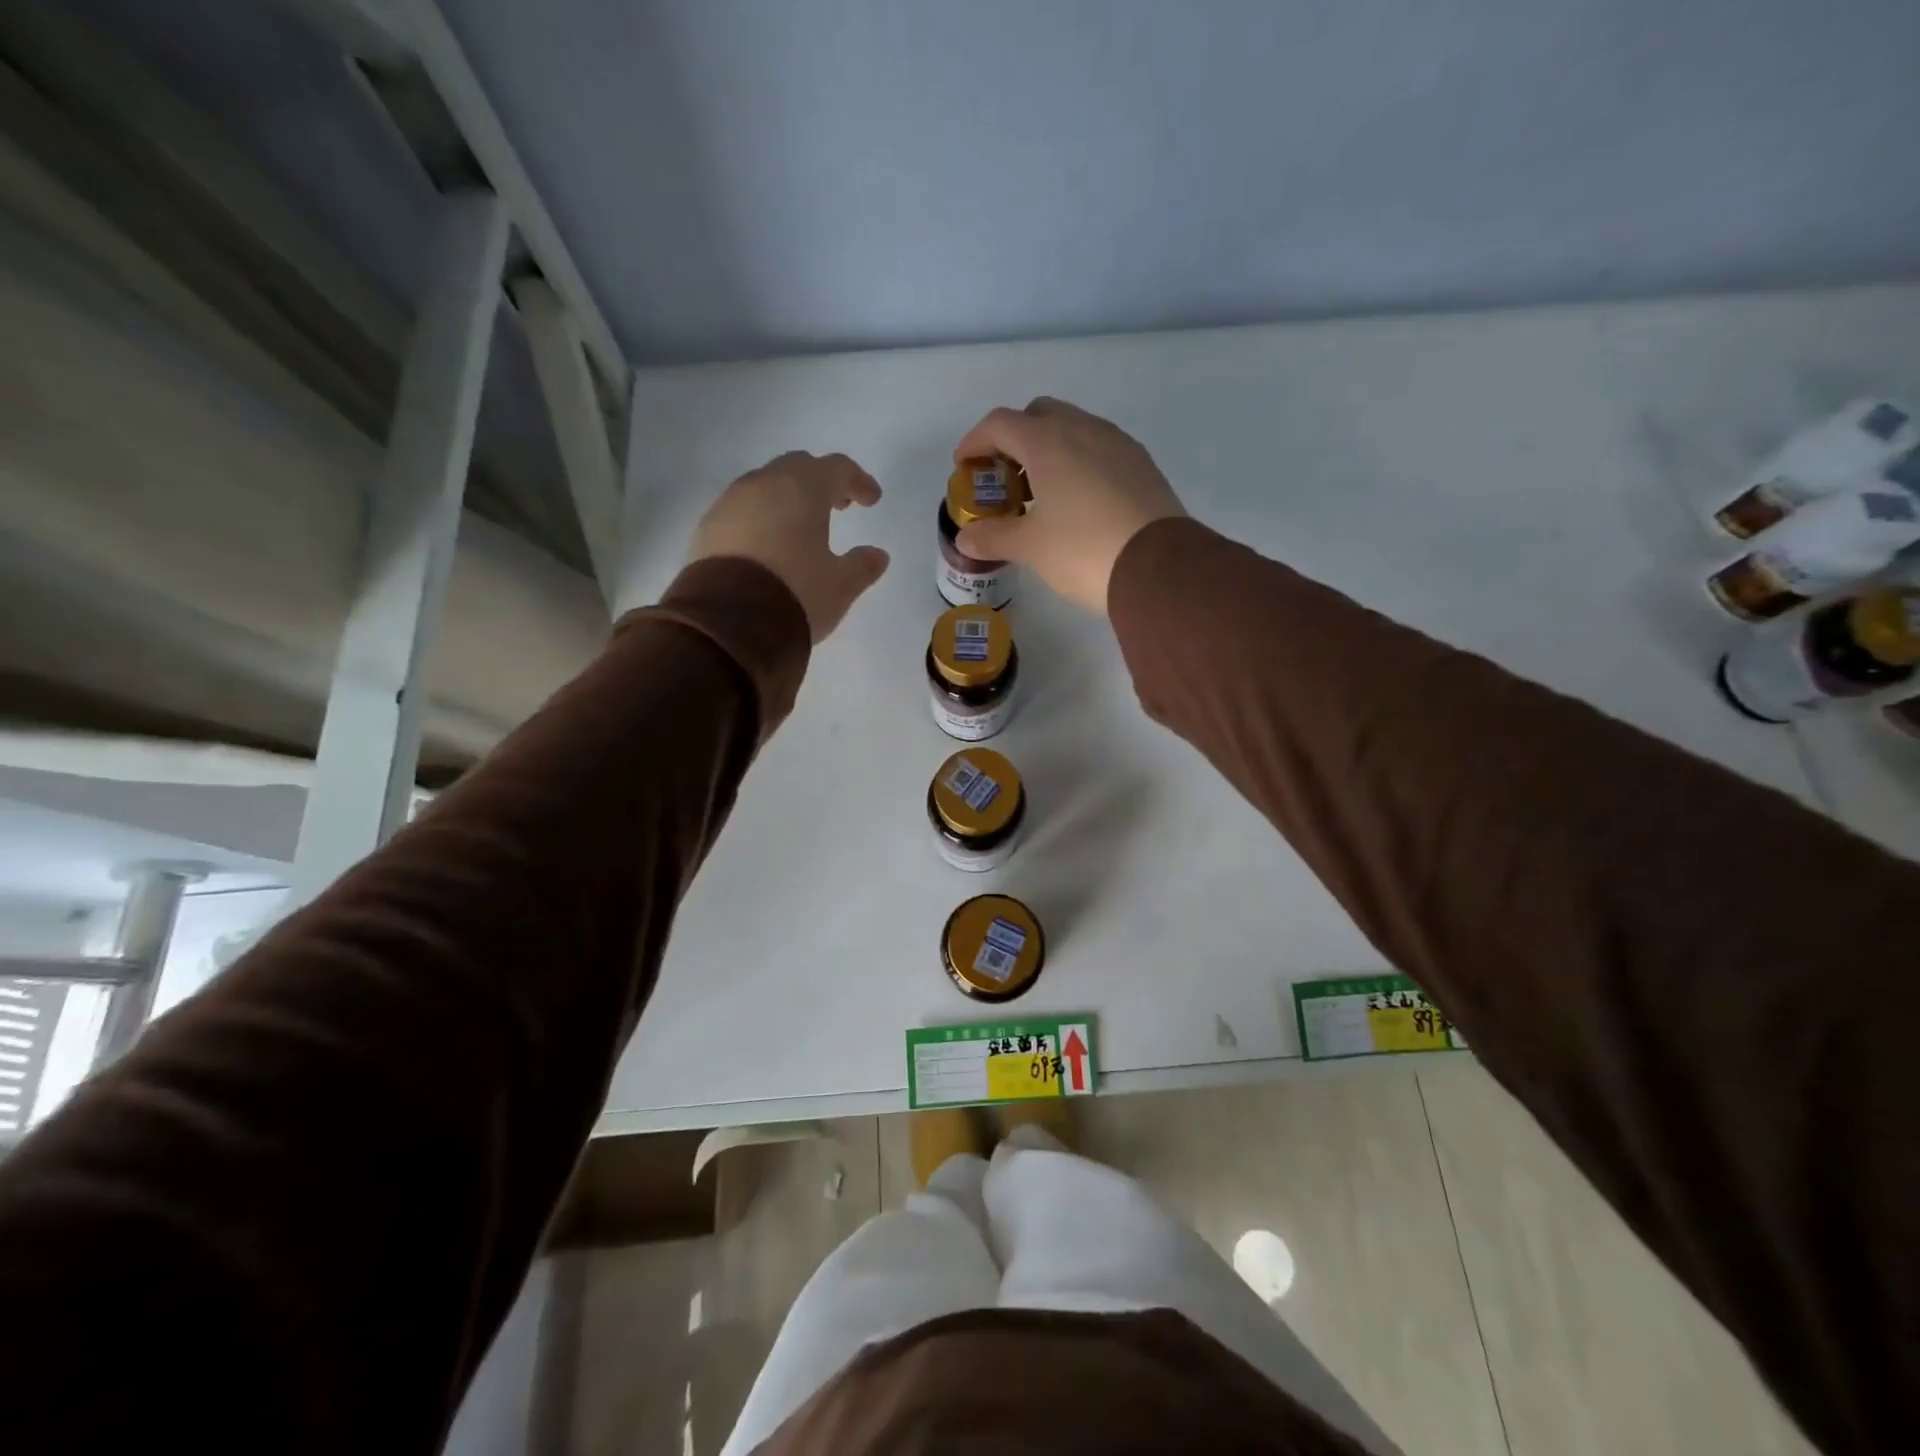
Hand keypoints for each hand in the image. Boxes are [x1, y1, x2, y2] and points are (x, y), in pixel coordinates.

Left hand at [688, 451, 890, 641]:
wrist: (728, 623)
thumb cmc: (795, 594)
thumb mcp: (840, 586)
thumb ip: (861, 566)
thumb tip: (877, 555)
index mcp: (802, 489)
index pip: (837, 468)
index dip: (858, 481)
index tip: (871, 500)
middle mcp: (763, 484)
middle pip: (797, 468)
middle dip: (820, 483)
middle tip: (837, 507)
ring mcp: (729, 503)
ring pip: (764, 487)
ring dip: (786, 501)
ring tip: (800, 529)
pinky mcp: (706, 528)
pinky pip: (740, 511)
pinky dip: (760, 519)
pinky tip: (767, 547)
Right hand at [951, 398, 1184, 613]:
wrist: (1159, 567)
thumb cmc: (1083, 550)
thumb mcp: (1030, 547)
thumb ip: (993, 537)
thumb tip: (965, 539)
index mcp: (1048, 441)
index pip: (1000, 423)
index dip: (975, 441)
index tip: (965, 467)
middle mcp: (1083, 429)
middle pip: (1038, 414)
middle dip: (1014, 438)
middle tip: (1005, 476)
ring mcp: (1117, 443)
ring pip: (1073, 428)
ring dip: (1049, 448)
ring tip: (1040, 491)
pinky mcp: (1141, 464)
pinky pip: (1099, 448)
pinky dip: (1078, 461)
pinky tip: (1077, 500)